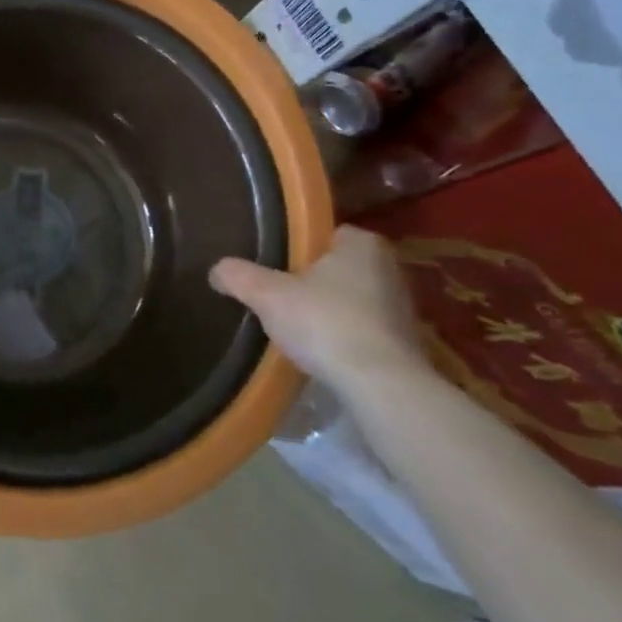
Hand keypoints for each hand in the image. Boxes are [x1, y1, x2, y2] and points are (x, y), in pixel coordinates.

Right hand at [209, 226, 430, 393]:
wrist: (379, 385)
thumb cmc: (325, 323)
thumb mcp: (267, 295)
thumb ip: (239, 277)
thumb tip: (216, 270)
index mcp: (362, 243)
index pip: (324, 236)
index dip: (297, 251)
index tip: (275, 269)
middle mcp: (389, 268)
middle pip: (337, 268)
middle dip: (312, 283)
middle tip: (280, 299)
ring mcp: (402, 307)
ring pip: (352, 300)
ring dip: (329, 312)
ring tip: (298, 330)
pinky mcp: (405, 343)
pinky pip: (364, 331)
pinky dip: (345, 338)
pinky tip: (323, 354)